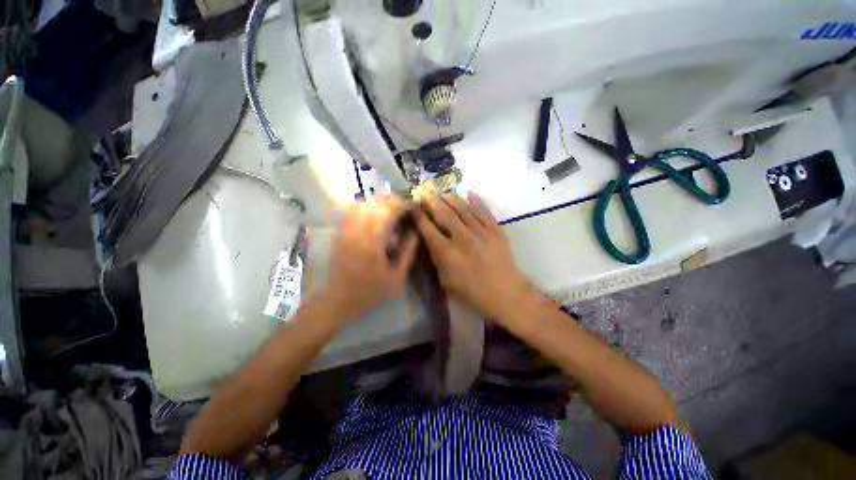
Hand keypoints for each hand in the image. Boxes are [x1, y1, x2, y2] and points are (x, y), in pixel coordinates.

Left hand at [321, 196, 418, 322]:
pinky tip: (372, 212)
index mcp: (373, 242)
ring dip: (379, 202)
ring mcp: (346, 230)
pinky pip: (350, 211)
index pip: (388, 212)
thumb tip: (415, 232)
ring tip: (390, 208)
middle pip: (375, 203)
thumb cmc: (370, 291)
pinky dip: (364, 206)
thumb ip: (408, 253)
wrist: (339, 300)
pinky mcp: (339, 233)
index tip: (413, 206)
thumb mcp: (396, 277)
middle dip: (393, 201)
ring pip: (362, 204)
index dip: (402, 205)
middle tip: (404, 206)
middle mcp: (358, 231)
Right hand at [415, 193, 535, 320]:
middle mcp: (462, 238)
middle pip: (444, 214)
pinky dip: (476, 201)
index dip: (419, 217)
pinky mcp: (496, 230)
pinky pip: (484, 211)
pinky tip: (470, 193)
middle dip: (432, 202)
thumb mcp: (446, 281)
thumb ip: (437, 259)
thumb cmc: (472, 291)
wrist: (505, 292)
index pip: (428, 229)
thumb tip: (431, 240)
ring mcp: (481, 232)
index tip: (414, 208)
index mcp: (447, 253)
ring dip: (451, 199)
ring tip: (443, 193)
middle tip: (426, 193)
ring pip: (462, 209)